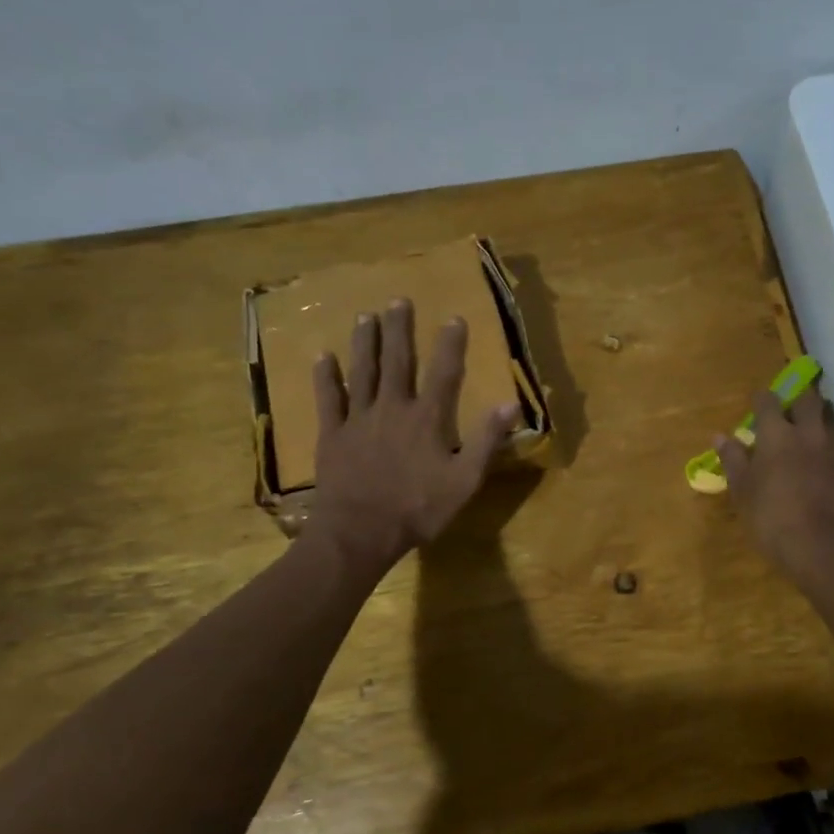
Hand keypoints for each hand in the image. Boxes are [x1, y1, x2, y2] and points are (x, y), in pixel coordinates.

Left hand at [307, 299, 518, 571]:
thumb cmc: (417, 509)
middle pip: (397, 362)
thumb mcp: (465, 481)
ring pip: (362, 372)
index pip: (444, 373)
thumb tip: (510, 403)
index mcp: (427, 419)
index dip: (451, 345)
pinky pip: (328, 399)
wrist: (359, 533)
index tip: (454, 318)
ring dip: (366, 343)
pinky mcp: (332, 434)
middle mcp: (393, 408)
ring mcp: (358, 419)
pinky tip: (323, 356)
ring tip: (366, 316)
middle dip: (399, 330)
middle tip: (398, 301)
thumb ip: (486, 441)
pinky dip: (326, 377)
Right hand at [714, 387, 833, 585]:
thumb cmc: (771, 518)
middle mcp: (811, 432)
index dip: (762, 399)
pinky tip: (833, 469)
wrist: (821, 548)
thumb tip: (719, 436)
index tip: (758, 402)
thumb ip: (733, 459)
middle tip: (792, 412)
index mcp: (777, 435)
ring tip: (814, 439)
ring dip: (822, 424)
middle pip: (810, 399)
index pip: (768, 401)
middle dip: (800, 399)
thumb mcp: (742, 491)